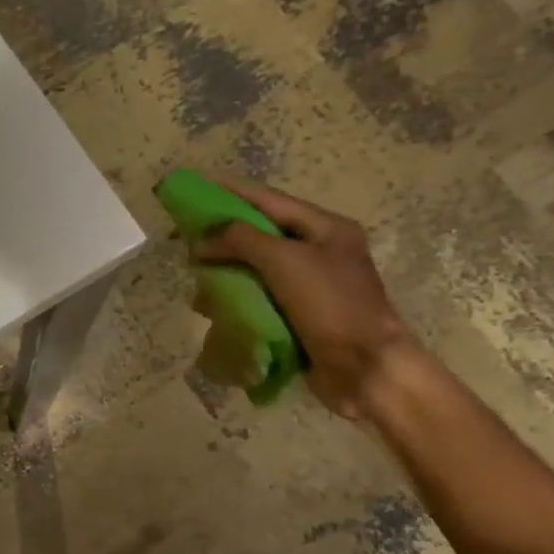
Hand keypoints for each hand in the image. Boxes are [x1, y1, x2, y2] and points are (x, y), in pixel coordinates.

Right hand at [192, 179, 416, 419]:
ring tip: (198, 283)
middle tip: (189, 241)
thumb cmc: (330, 305)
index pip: (270, 201)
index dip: (233, 192)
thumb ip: (242, 240)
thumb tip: (204, 238)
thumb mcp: (285, 261)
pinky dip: (237, 302)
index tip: (198, 186)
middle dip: (225, 239)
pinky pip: (261, 301)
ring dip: (227, 275)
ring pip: (257, 271)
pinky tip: (216, 311)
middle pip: (262, 236)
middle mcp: (320, 253)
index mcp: (326, 229)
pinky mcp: (300, 318)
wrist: (364, 367)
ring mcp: (310, 288)